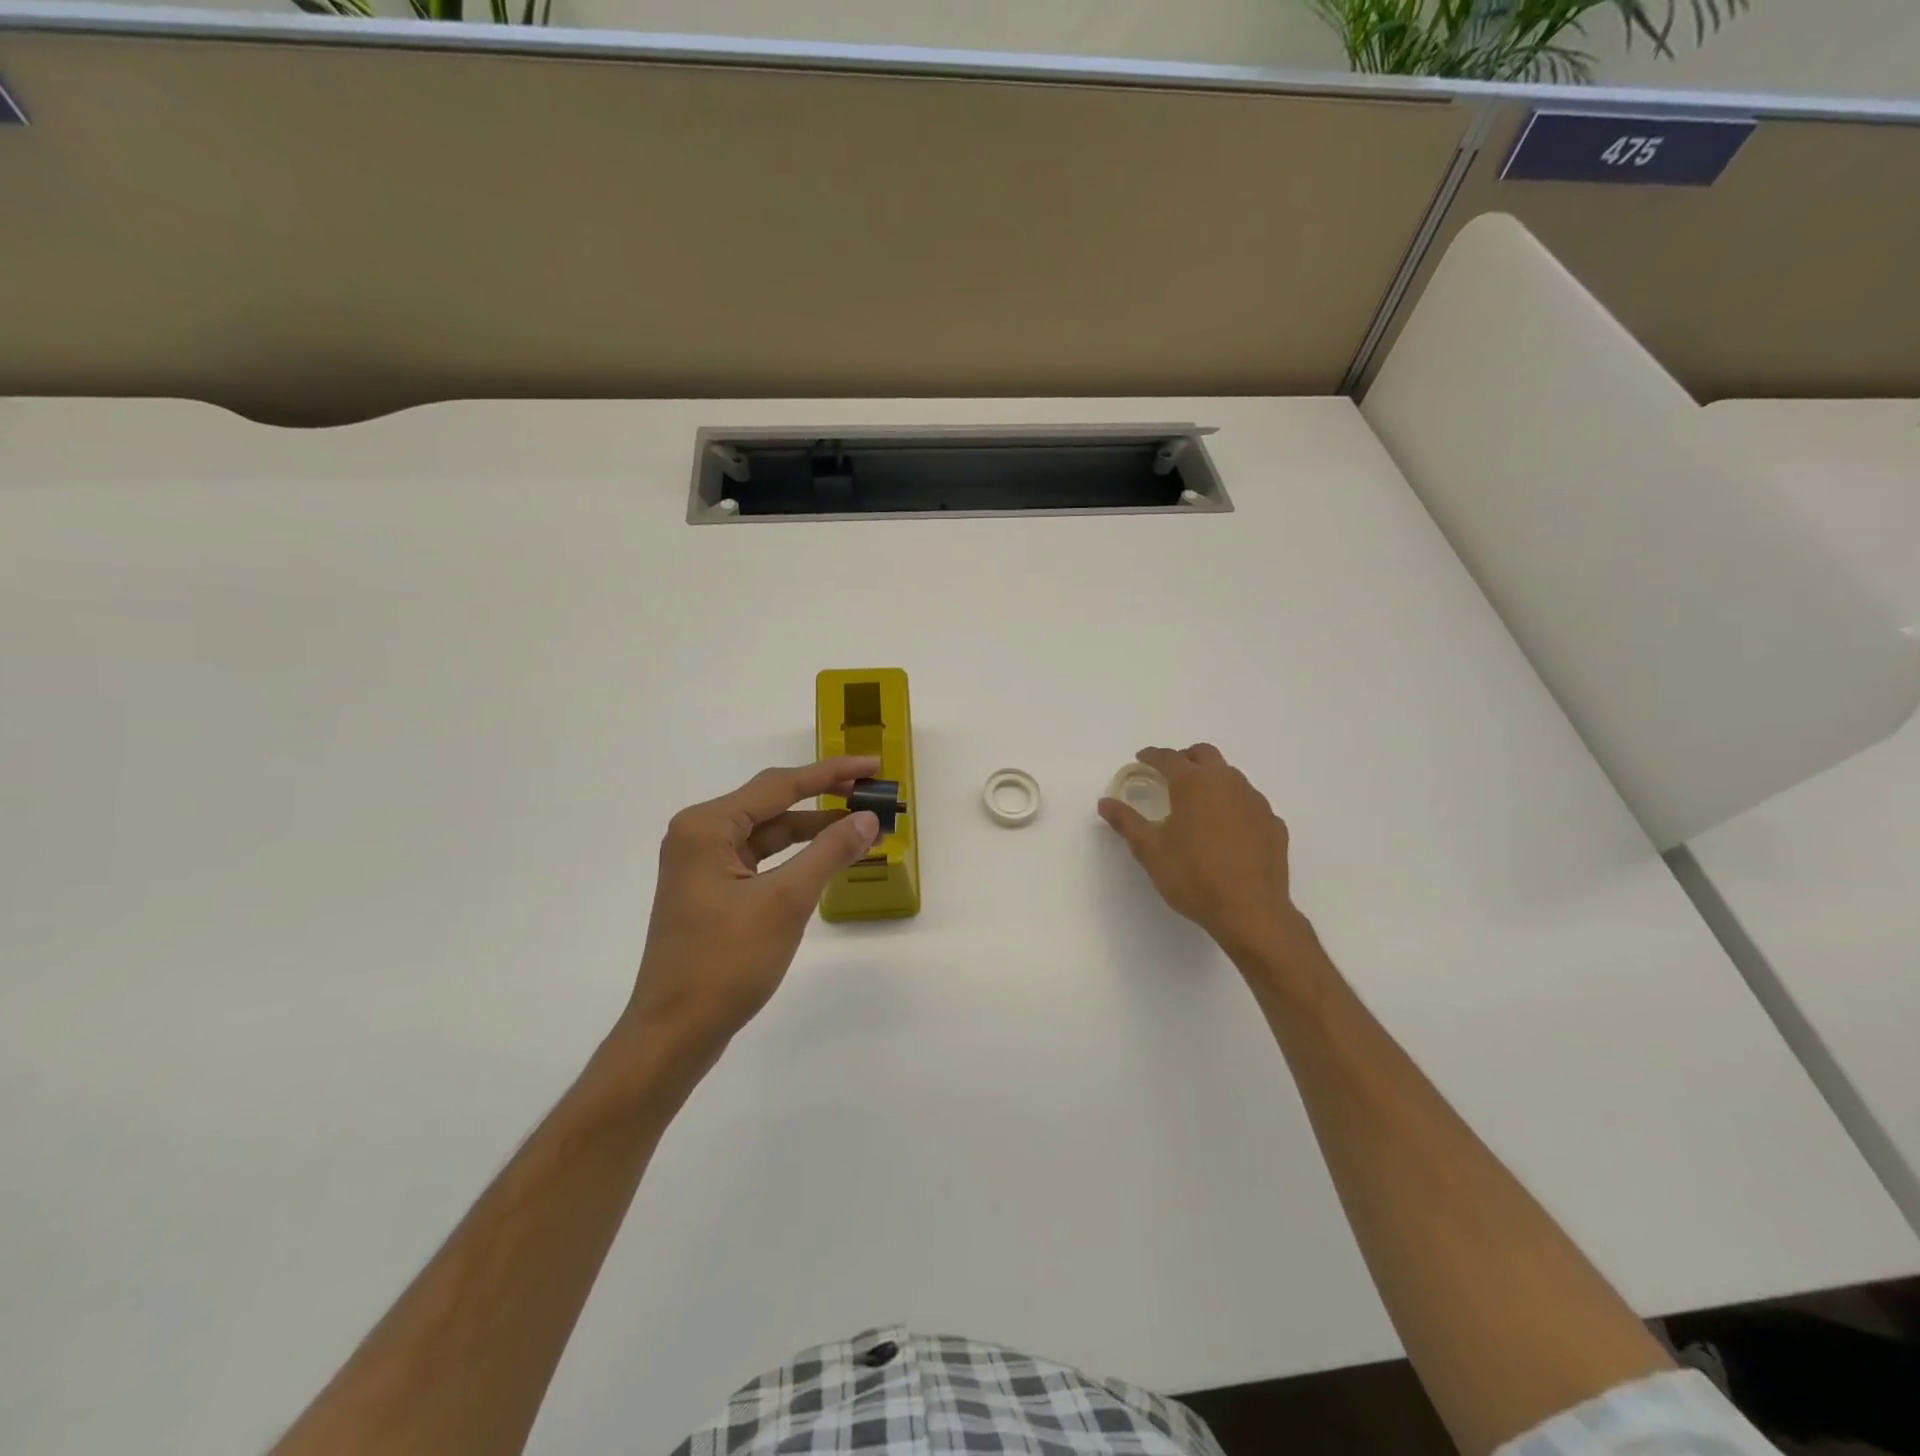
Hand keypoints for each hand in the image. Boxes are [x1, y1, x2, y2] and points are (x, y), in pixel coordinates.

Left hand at [623, 756, 882, 1067]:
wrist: (674, 1033)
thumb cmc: (726, 962)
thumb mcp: (786, 902)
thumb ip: (829, 852)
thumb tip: (867, 819)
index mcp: (707, 826)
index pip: (779, 785)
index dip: (831, 773)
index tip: (872, 765)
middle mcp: (700, 835)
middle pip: (772, 803)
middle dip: (824, 798)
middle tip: (871, 793)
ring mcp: (703, 864)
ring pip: (768, 833)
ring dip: (813, 830)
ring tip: (860, 827)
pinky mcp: (711, 891)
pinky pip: (761, 859)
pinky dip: (795, 856)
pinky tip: (826, 858)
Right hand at [1098, 744, 1308, 968]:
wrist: (1250, 911)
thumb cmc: (1193, 877)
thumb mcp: (1150, 851)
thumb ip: (1126, 822)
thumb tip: (1105, 802)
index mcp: (1193, 784)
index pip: (1168, 757)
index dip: (1152, 756)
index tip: (1142, 759)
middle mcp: (1227, 783)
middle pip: (1205, 754)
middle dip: (1185, 758)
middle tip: (1170, 775)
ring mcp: (1255, 802)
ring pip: (1231, 776)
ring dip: (1212, 780)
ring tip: (1199, 804)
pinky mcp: (1273, 823)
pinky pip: (1250, 803)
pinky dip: (1234, 805)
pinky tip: (1227, 830)